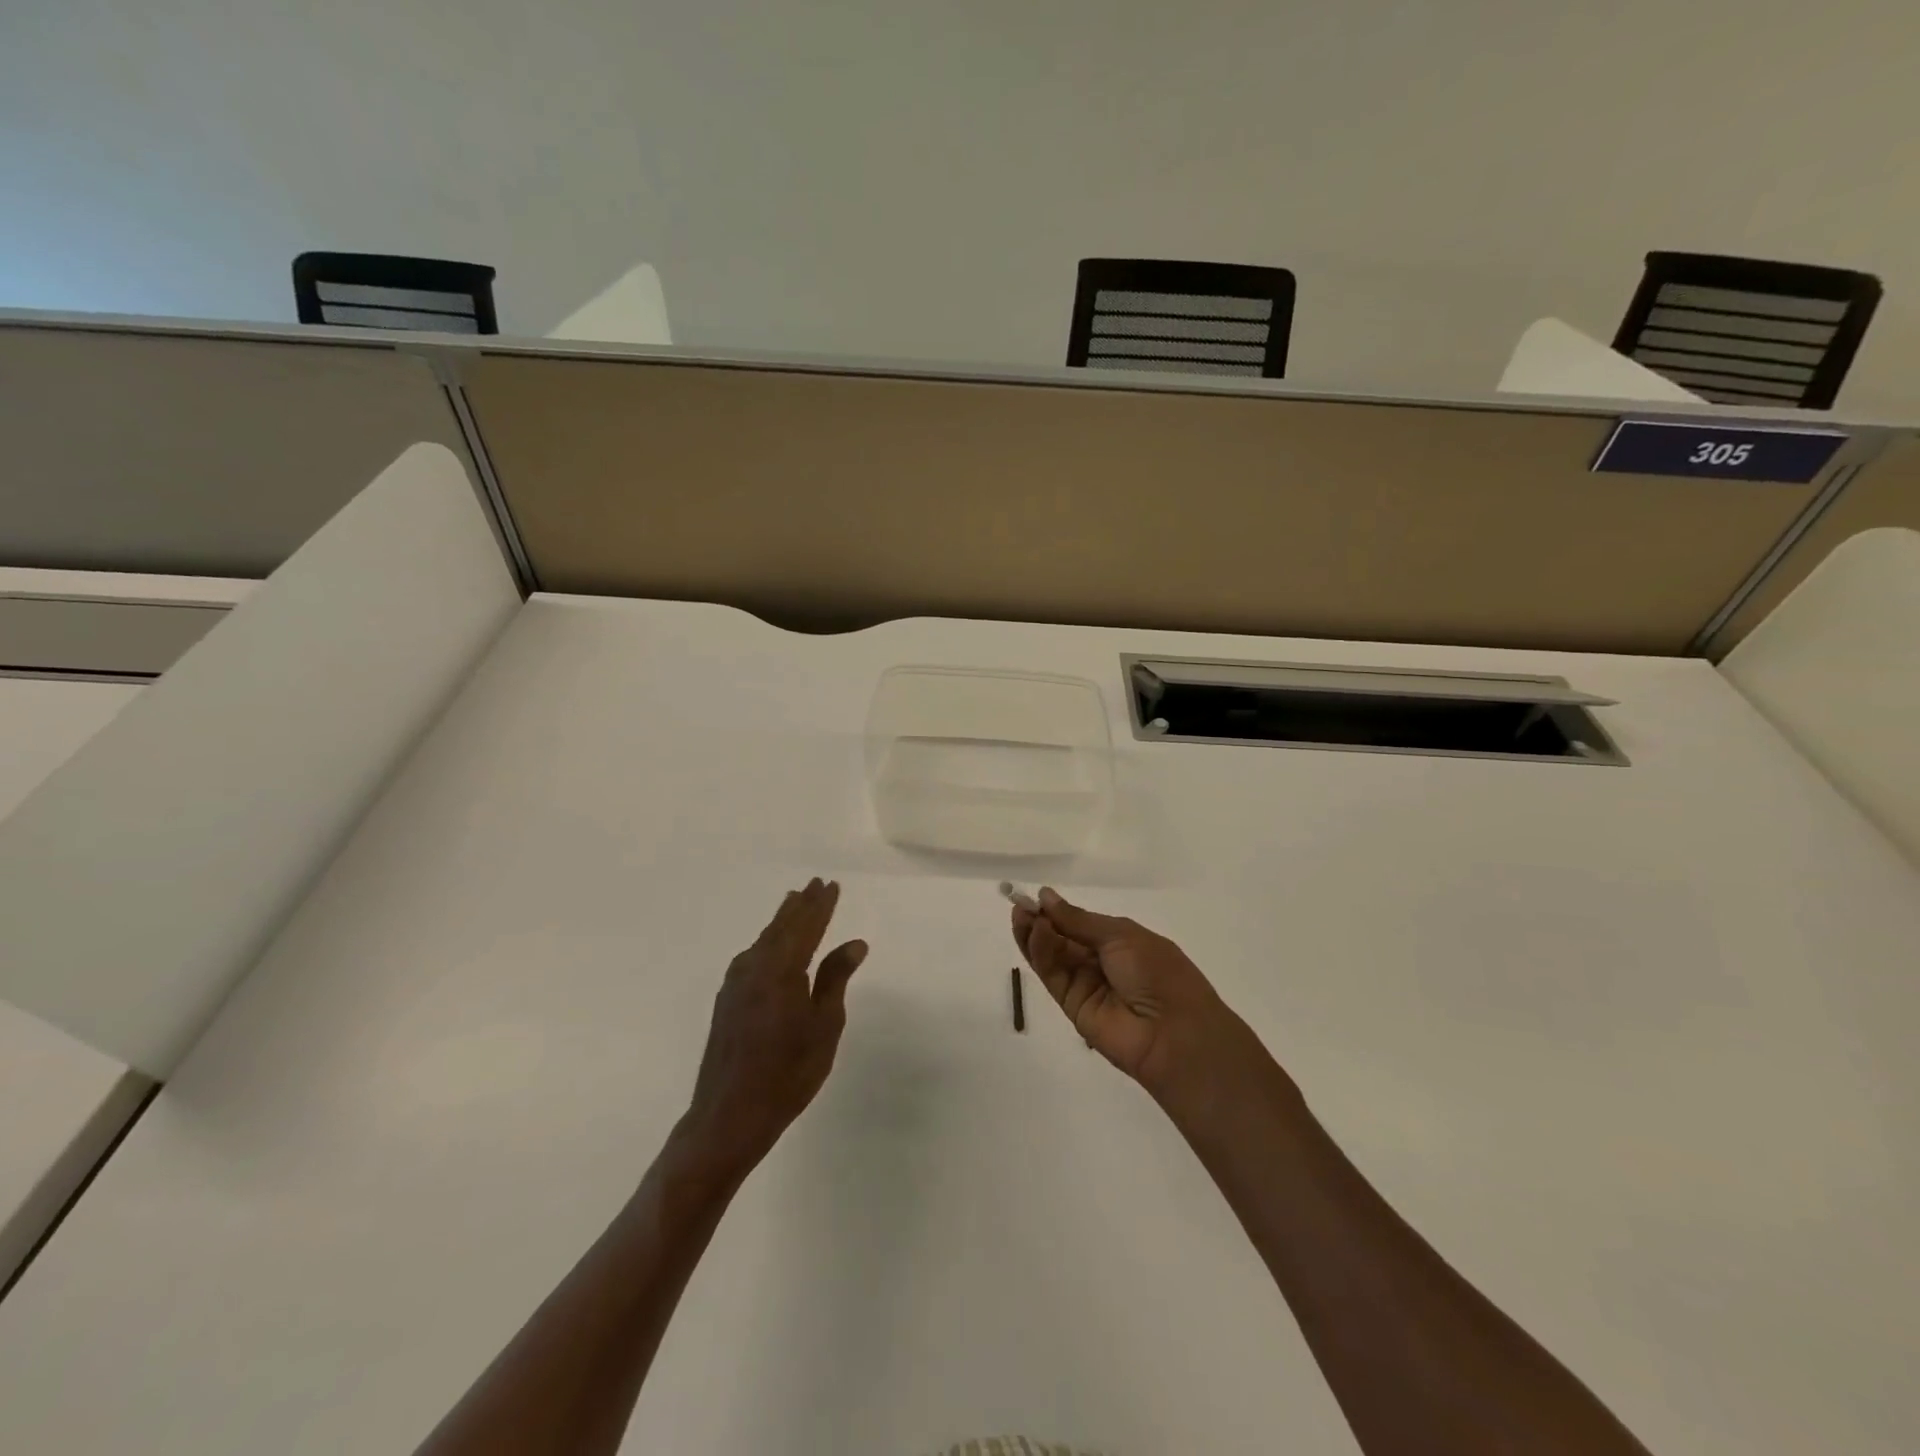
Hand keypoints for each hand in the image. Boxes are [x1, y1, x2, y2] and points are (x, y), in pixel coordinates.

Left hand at [684, 878, 867, 1173]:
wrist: (729, 1114)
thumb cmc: (788, 1073)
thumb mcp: (824, 1026)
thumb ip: (835, 979)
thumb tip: (854, 943)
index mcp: (782, 969)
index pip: (807, 926)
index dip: (821, 905)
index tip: (832, 884)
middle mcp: (755, 967)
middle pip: (782, 926)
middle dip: (801, 905)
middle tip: (815, 884)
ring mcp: (736, 983)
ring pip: (764, 939)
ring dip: (782, 920)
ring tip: (794, 902)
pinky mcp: (727, 1000)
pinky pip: (751, 956)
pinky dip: (767, 941)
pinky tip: (768, 945)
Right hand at [1013, 887, 1271, 1109]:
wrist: (1174, 1033)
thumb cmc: (1158, 973)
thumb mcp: (1122, 935)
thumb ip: (1078, 920)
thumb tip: (1046, 897)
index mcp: (1120, 941)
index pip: (1080, 922)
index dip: (1058, 910)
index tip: (1036, 895)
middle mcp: (1100, 962)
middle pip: (1061, 938)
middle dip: (1041, 920)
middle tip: (1019, 903)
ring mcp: (1085, 985)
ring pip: (1052, 956)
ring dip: (1035, 934)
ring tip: (1020, 914)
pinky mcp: (1071, 1006)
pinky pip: (1053, 975)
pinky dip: (1041, 953)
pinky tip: (1034, 933)